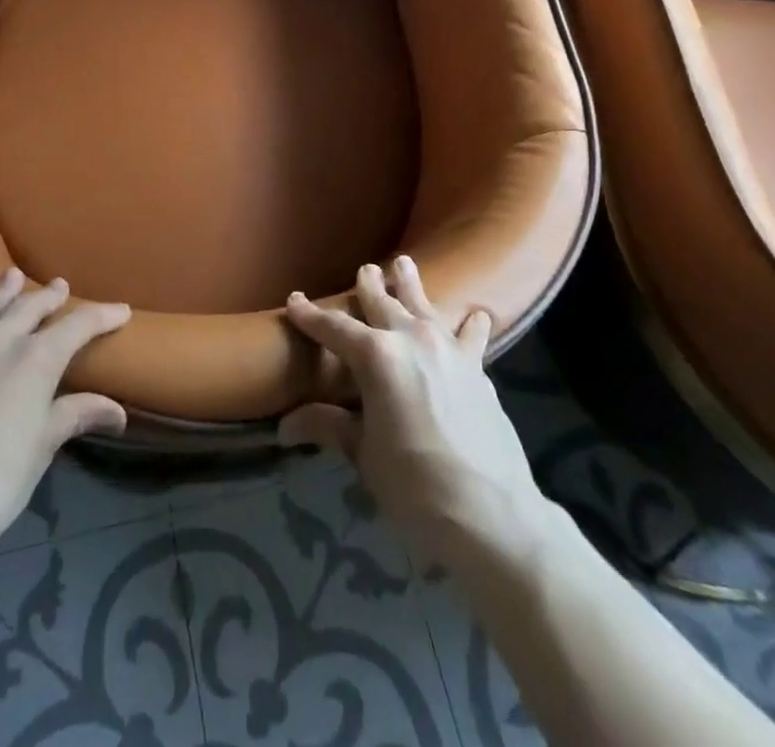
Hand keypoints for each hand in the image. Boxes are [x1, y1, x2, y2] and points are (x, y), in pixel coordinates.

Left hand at [0, 269, 131, 557]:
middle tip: (61, 286)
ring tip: (13, 276)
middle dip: (49, 297)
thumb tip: (117, 410)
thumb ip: (76, 415)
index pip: (77, 326)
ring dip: (2, 293)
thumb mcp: (43, 447)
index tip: (121, 311)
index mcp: (35, 359)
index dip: (102, 316)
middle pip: (28, 308)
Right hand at [281, 258, 548, 569]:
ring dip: (412, 284)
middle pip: (384, 302)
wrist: (490, 512)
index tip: (294, 300)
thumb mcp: (364, 455)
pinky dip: (469, 323)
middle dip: (369, 285)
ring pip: (425, 305)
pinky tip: (476, 316)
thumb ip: (330, 427)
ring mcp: (449, 349)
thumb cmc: (414, 484)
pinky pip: (471, 334)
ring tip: (405, 263)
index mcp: (376, 356)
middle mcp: (411, 339)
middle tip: (364, 269)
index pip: (334, 328)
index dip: (310, 314)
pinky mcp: (478, 368)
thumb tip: (284, 426)